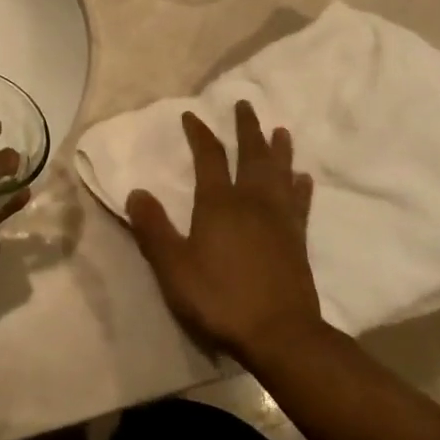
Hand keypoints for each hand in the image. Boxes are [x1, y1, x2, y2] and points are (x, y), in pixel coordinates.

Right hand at [127, 102, 322, 362]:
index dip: (199, 133)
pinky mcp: (298, 240)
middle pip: (251, 155)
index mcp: (219, 203)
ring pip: (279, 173)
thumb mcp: (173, 267)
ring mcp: (279, 219)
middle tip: (245, 104)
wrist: (280, 335)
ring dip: (279, 150)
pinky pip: (300, 203)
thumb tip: (136, 192)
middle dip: (246, 128)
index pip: (208, 157)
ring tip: (280, 131)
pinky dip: (300, 187)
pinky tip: (303, 178)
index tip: (192, 115)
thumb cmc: (221, 298)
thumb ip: (153, 229)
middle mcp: (251, 201)